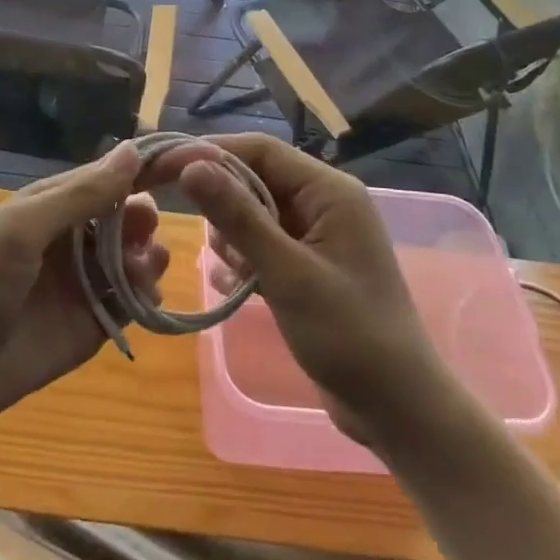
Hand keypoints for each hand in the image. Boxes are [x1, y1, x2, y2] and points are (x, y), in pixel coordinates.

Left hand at [0, 142, 167, 441]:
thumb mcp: (19, 232)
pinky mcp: (89, 328)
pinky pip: (128, 304)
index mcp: (47, 207)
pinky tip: (147, 295)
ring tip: (146, 266)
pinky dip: (145, 296)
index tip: (185, 164)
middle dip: (142, 217)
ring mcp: (80, 285)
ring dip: (147, 256)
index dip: (141, 169)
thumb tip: (130, 148)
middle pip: (123, 218)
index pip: (104, 177)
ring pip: (131, 260)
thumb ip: (78, 195)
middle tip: (147, 230)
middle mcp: (69, 241)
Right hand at [152, 134, 441, 447]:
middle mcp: (322, 203)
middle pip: (254, 179)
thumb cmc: (349, 336)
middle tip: (196, 234)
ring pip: (252, 213)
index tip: (162, 169)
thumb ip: (239, 217)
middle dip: (221, 203)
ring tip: (237, 274)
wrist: (397, 409)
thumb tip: (191, 166)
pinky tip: (236, 288)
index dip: (209, 154)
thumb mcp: (287, 273)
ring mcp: (315, 235)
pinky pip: (261, 244)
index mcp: (329, 191)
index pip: (259, 150)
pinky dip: (243, 260)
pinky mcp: (306, 265)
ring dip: (232, 238)